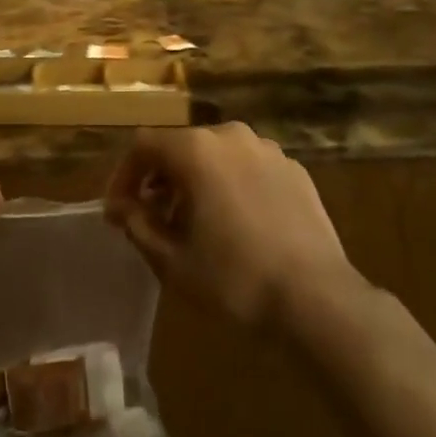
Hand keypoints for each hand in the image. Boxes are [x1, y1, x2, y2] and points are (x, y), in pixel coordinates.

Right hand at [104, 122, 360, 330]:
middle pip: (180, 146)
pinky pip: (247, 168)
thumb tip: (123, 207)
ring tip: (194, 223)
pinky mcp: (294, 169)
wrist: (318, 300)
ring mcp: (267, 149)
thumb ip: (138, 225)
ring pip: (216, 155)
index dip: (123, 176)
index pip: (143, 146)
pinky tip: (236, 224)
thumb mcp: (172, 261)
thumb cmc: (235, 279)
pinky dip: (230, 185)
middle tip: (151, 219)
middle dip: (159, 179)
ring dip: (195, 181)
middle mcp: (230, 136)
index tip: (117, 212)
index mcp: (196, 149)